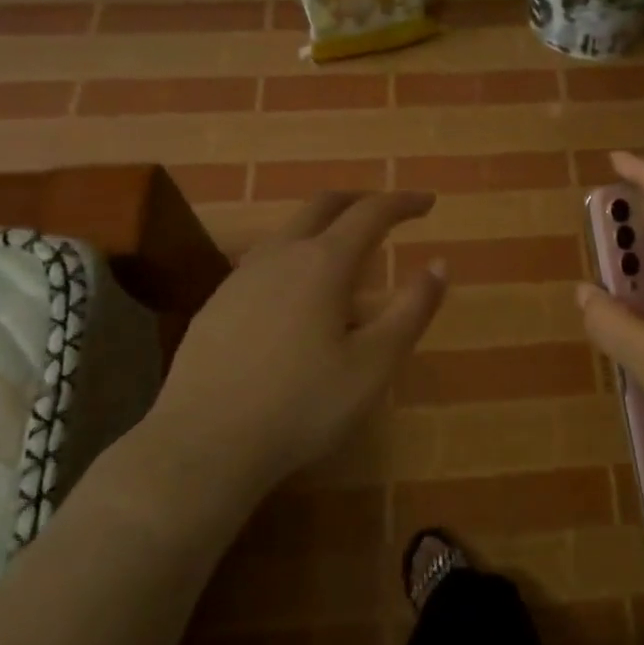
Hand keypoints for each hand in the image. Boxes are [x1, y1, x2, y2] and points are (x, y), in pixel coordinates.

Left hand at [128, 190, 445, 520]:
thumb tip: (439, 264)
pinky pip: (265, 262)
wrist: (204, 443)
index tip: (428, 202)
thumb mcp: (376, 363)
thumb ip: (412, 309)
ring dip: (324, 227)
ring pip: (289, 232)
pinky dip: (295, 257)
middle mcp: (280, 256)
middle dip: (360, 200)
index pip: (370, 213)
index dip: (403, 202)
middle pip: (323, 206)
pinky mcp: (217, 305)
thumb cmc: (304, 404)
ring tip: (347, 254)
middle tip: (387, 210)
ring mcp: (241, 278)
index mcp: (323, 263)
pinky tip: (298, 296)